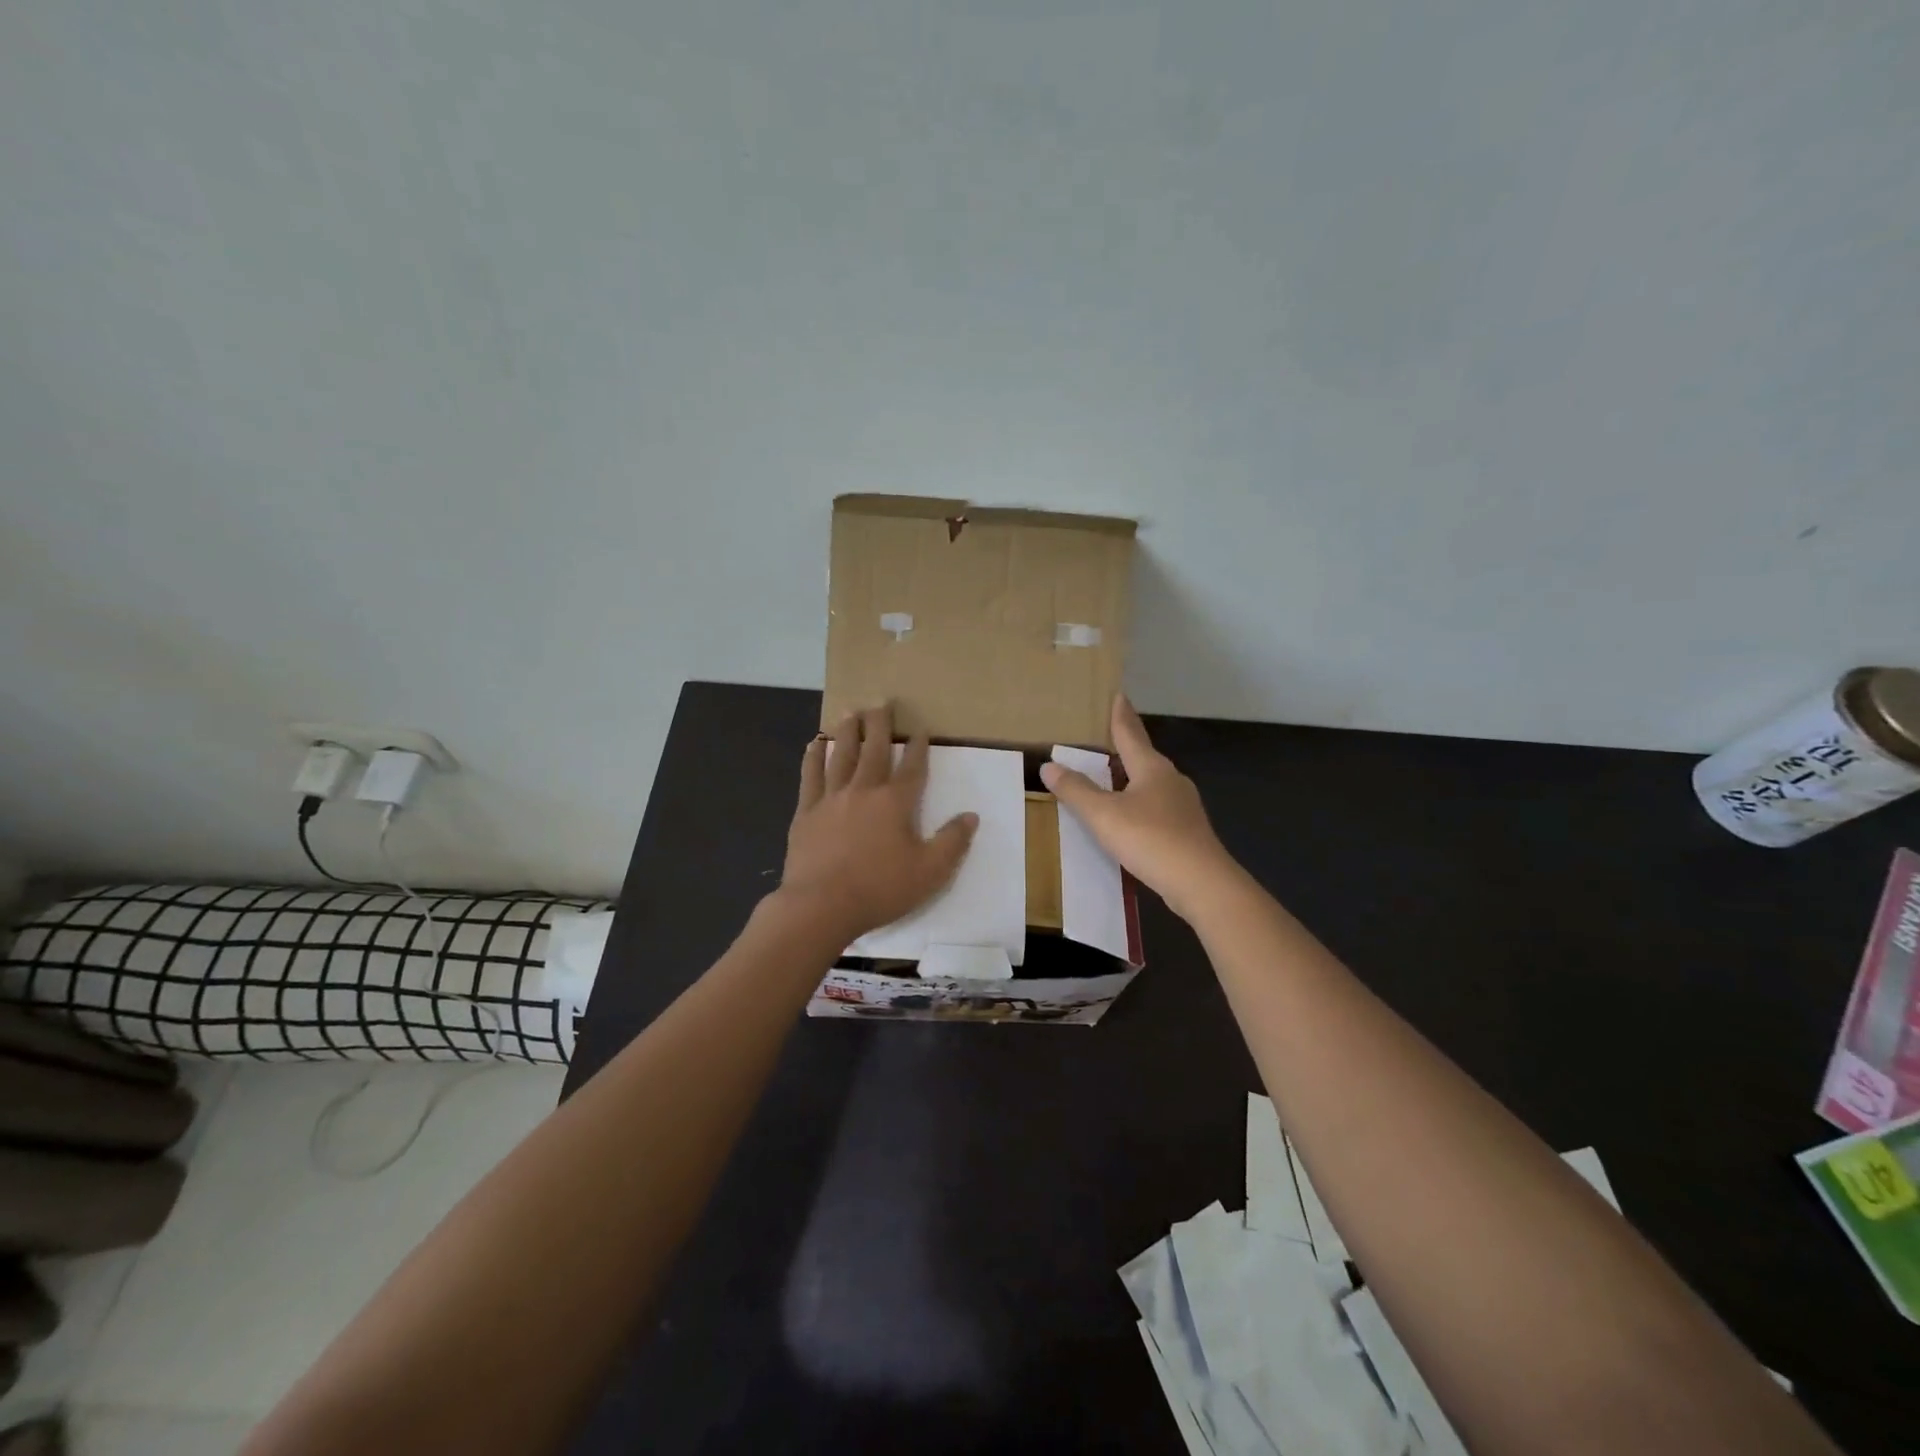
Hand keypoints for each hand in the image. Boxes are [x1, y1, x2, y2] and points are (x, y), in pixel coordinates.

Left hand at [776, 704, 979, 943]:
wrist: (821, 905)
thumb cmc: (880, 889)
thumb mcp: (930, 872)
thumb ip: (952, 842)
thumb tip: (971, 816)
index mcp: (895, 803)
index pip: (913, 768)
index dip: (919, 748)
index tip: (921, 730)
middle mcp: (863, 791)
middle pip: (874, 750)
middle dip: (880, 725)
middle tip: (881, 702)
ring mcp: (831, 799)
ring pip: (841, 755)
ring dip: (847, 732)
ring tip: (851, 712)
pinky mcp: (806, 813)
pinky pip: (810, 776)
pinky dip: (813, 757)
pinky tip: (814, 745)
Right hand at [1040, 696, 1237, 920]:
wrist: (1201, 883)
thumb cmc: (1151, 839)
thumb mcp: (1104, 815)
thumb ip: (1076, 790)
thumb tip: (1049, 765)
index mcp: (1151, 768)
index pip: (1131, 733)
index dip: (1121, 715)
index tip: (1118, 694)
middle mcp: (1170, 780)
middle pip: (1144, 756)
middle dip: (1125, 746)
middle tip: (1106, 737)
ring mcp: (1183, 806)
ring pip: (1151, 783)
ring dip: (1132, 777)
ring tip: (1112, 777)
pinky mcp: (1187, 831)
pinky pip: (1156, 807)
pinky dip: (1139, 804)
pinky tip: (1131, 817)